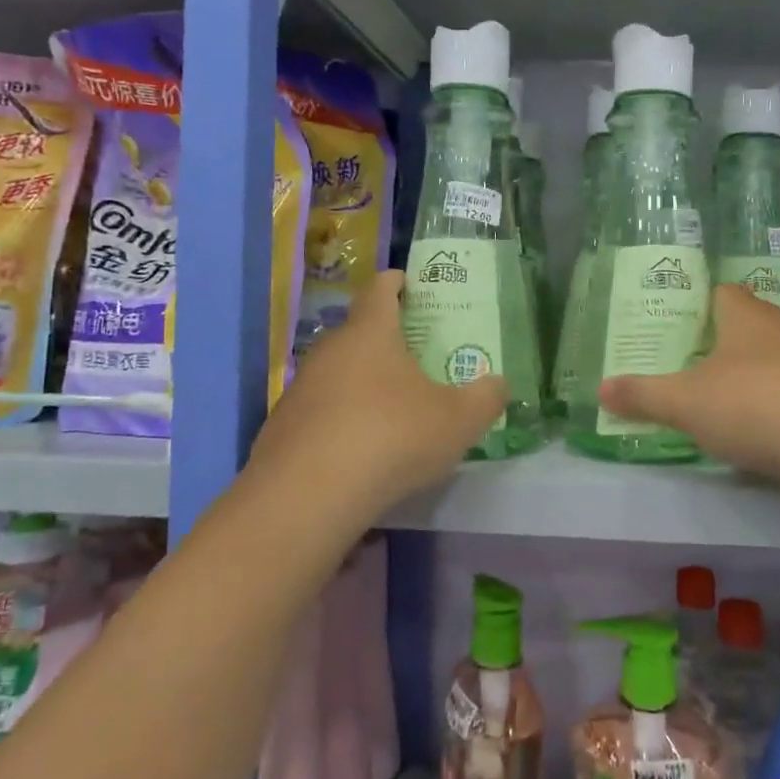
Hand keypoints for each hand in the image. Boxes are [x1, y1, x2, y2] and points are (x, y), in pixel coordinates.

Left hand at [248, 270, 507, 512]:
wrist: (305, 496)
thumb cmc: (390, 437)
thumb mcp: (457, 421)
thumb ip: (485, 398)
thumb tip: (498, 384)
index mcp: (370, 333)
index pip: (379, 290)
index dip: (394, 282)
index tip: (406, 281)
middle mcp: (329, 351)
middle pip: (356, 332)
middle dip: (382, 338)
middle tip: (412, 354)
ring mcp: (300, 389)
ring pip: (336, 374)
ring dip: (359, 382)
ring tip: (388, 406)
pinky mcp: (281, 428)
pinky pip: (318, 412)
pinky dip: (339, 420)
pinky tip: (357, 449)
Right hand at [598, 284, 779, 491]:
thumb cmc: (755, 404)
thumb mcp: (685, 402)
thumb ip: (642, 395)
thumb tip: (601, 389)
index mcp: (746, 314)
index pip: (720, 292)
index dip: (696, 306)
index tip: (672, 330)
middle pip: (745, 327)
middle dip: (717, 345)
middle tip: (682, 368)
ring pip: (771, 362)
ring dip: (746, 379)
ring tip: (713, 404)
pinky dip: (773, 409)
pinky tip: (755, 435)